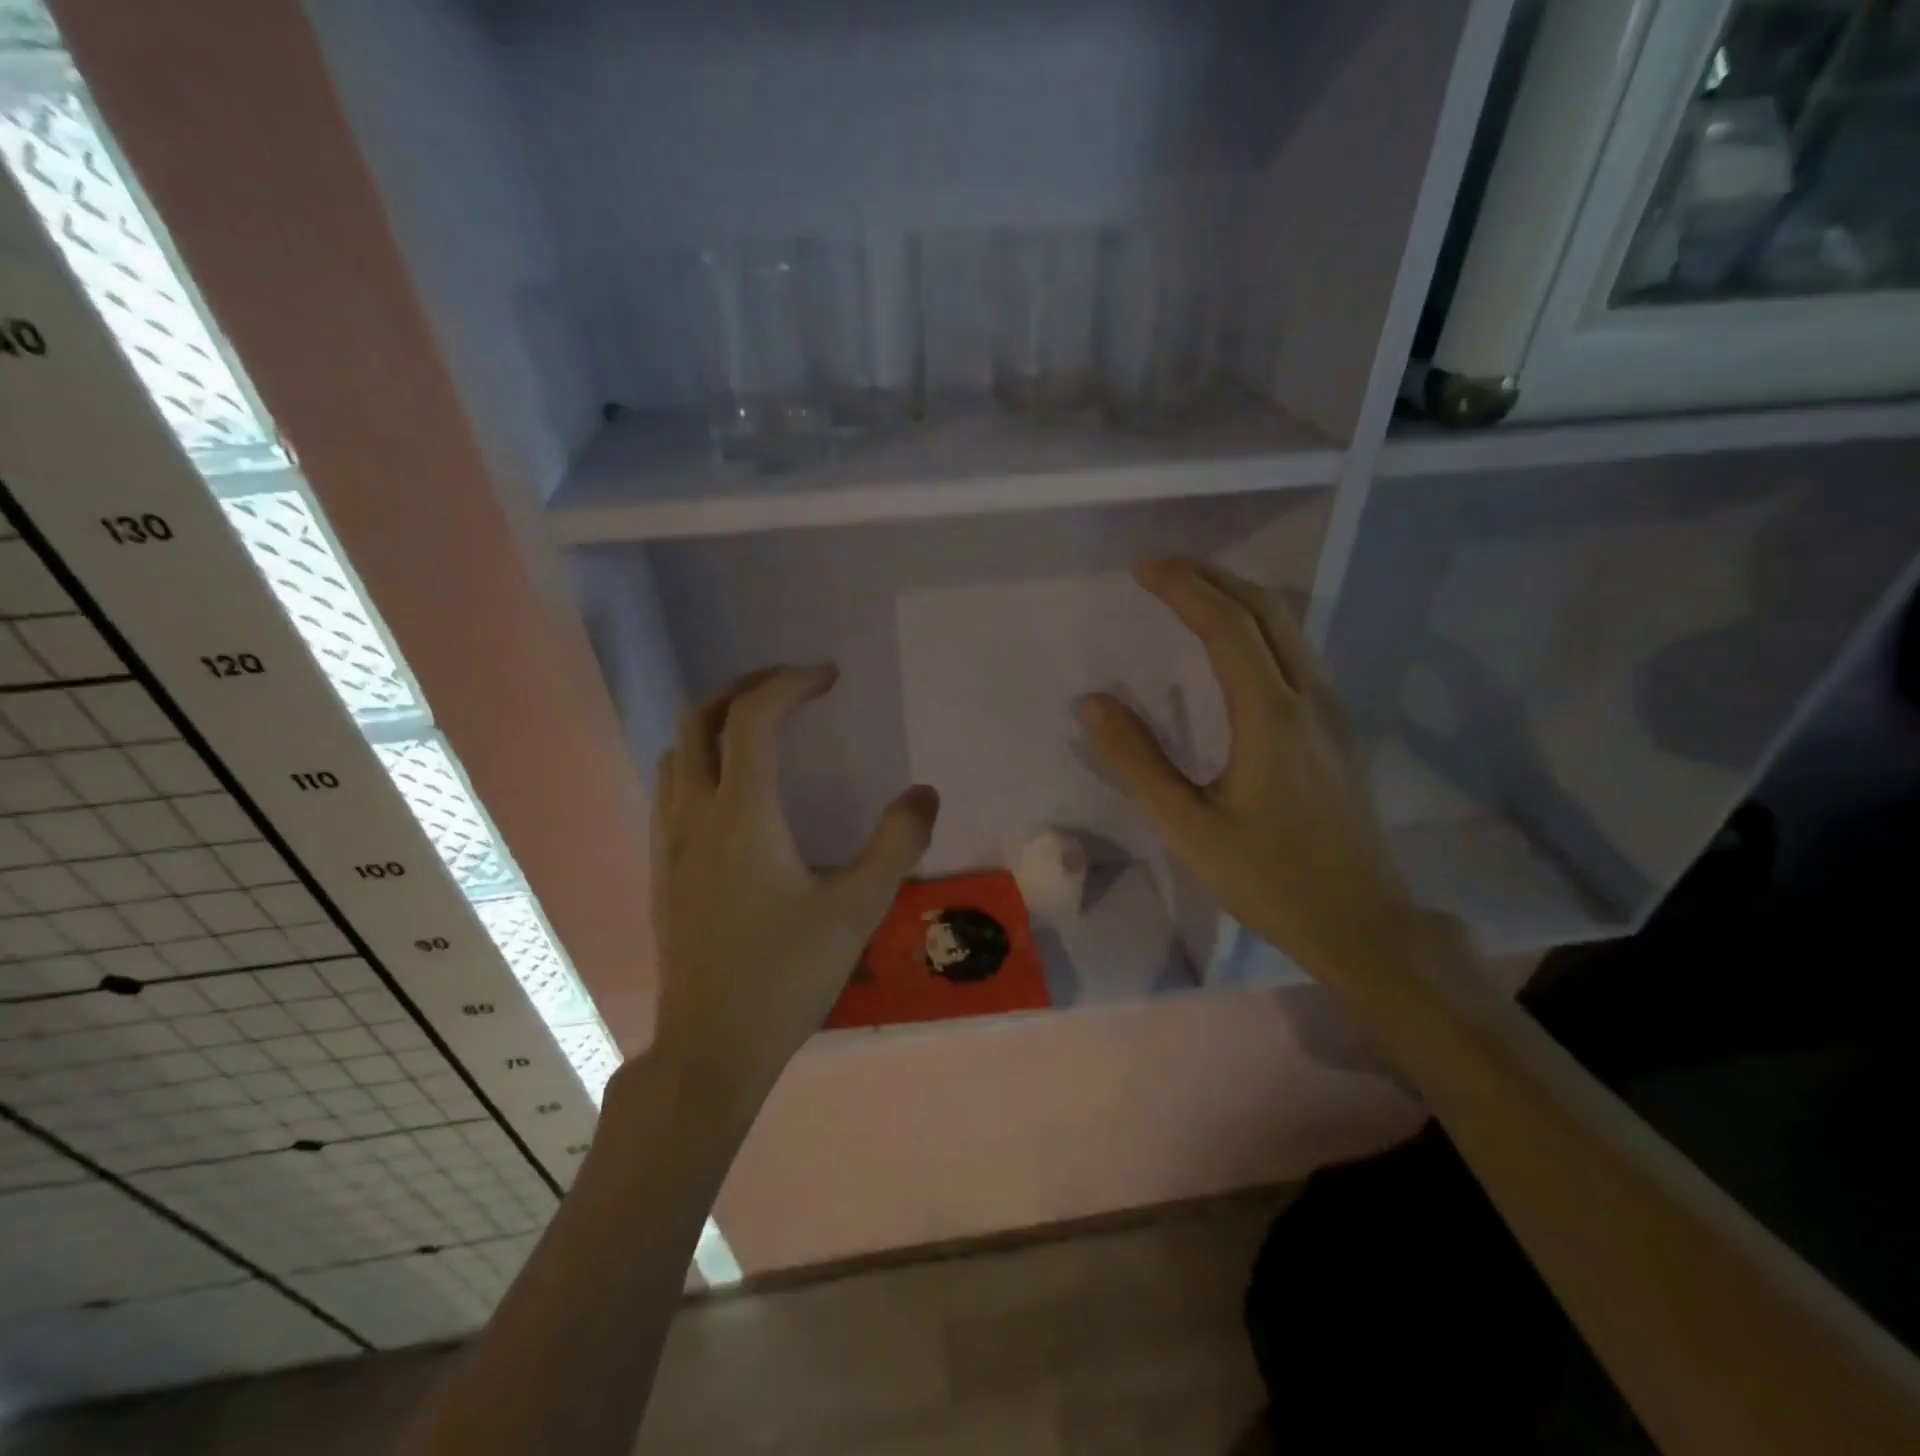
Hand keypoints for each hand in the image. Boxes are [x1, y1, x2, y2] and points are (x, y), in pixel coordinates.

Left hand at [647, 665, 938, 1107]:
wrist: (710, 1048)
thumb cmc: (785, 977)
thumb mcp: (856, 909)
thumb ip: (896, 844)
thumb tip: (924, 793)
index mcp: (741, 814)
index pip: (753, 718)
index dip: (790, 683)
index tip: (829, 678)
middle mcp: (694, 814)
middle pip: (700, 719)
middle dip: (746, 687)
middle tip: (792, 686)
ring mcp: (668, 842)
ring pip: (677, 751)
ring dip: (717, 720)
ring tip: (762, 723)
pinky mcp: (661, 869)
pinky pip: (670, 786)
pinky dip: (699, 758)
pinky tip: (731, 785)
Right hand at [1079, 558, 1416, 987]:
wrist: (1362, 924)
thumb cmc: (1268, 879)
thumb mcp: (1187, 827)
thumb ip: (1137, 761)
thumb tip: (1093, 703)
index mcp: (1271, 716)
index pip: (1226, 626)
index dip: (1183, 588)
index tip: (1142, 569)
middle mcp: (1310, 698)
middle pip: (1267, 610)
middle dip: (1213, 577)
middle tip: (1162, 568)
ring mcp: (1332, 712)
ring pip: (1290, 628)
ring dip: (1240, 598)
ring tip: (1192, 592)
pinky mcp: (1338, 731)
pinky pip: (1298, 653)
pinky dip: (1260, 627)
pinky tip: (1236, 645)